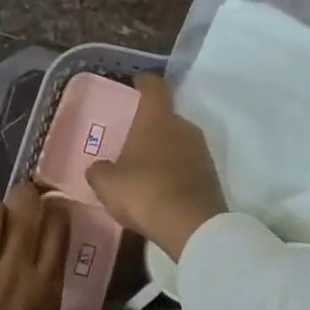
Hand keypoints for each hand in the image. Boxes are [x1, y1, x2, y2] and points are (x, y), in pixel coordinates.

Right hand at [87, 73, 226, 261]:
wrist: (191, 226)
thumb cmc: (144, 192)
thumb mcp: (107, 183)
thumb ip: (99, 170)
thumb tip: (99, 168)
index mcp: (157, 118)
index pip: (154, 87)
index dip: (144, 83)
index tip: (137, 82)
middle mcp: (184, 127)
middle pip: (167, 118)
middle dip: (150, 126)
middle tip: (132, 139)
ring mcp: (202, 152)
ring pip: (178, 143)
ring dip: (164, 151)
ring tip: (145, 168)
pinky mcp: (211, 176)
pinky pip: (188, 166)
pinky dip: (175, 173)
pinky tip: (161, 190)